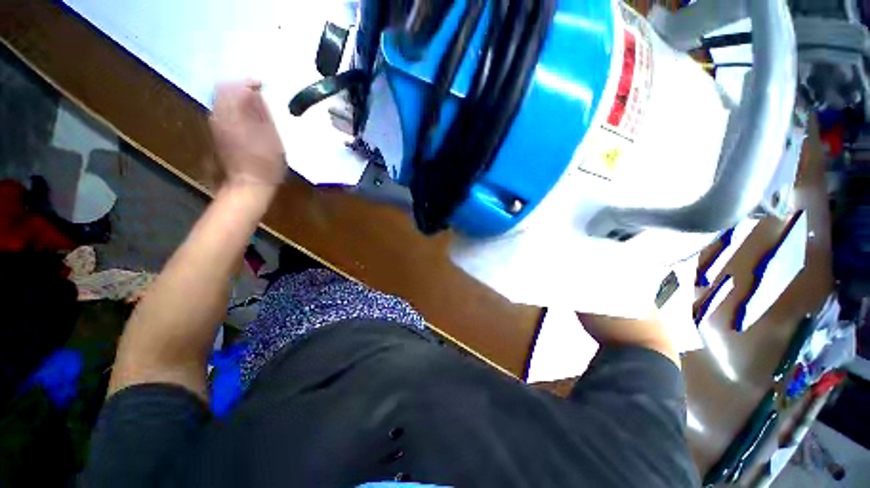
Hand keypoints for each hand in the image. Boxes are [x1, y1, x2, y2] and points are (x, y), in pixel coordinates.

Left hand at [210, 80, 285, 187]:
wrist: (247, 185)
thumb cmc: (266, 164)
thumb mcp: (272, 137)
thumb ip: (262, 113)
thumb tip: (256, 93)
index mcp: (233, 114)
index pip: (234, 86)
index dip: (248, 82)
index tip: (262, 86)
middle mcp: (219, 116)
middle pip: (223, 91)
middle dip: (240, 88)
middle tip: (257, 95)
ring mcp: (215, 126)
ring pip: (220, 101)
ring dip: (236, 99)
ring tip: (253, 106)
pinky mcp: (216, 135)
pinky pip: (221, 113)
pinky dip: (233, 109)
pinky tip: (246, 119)